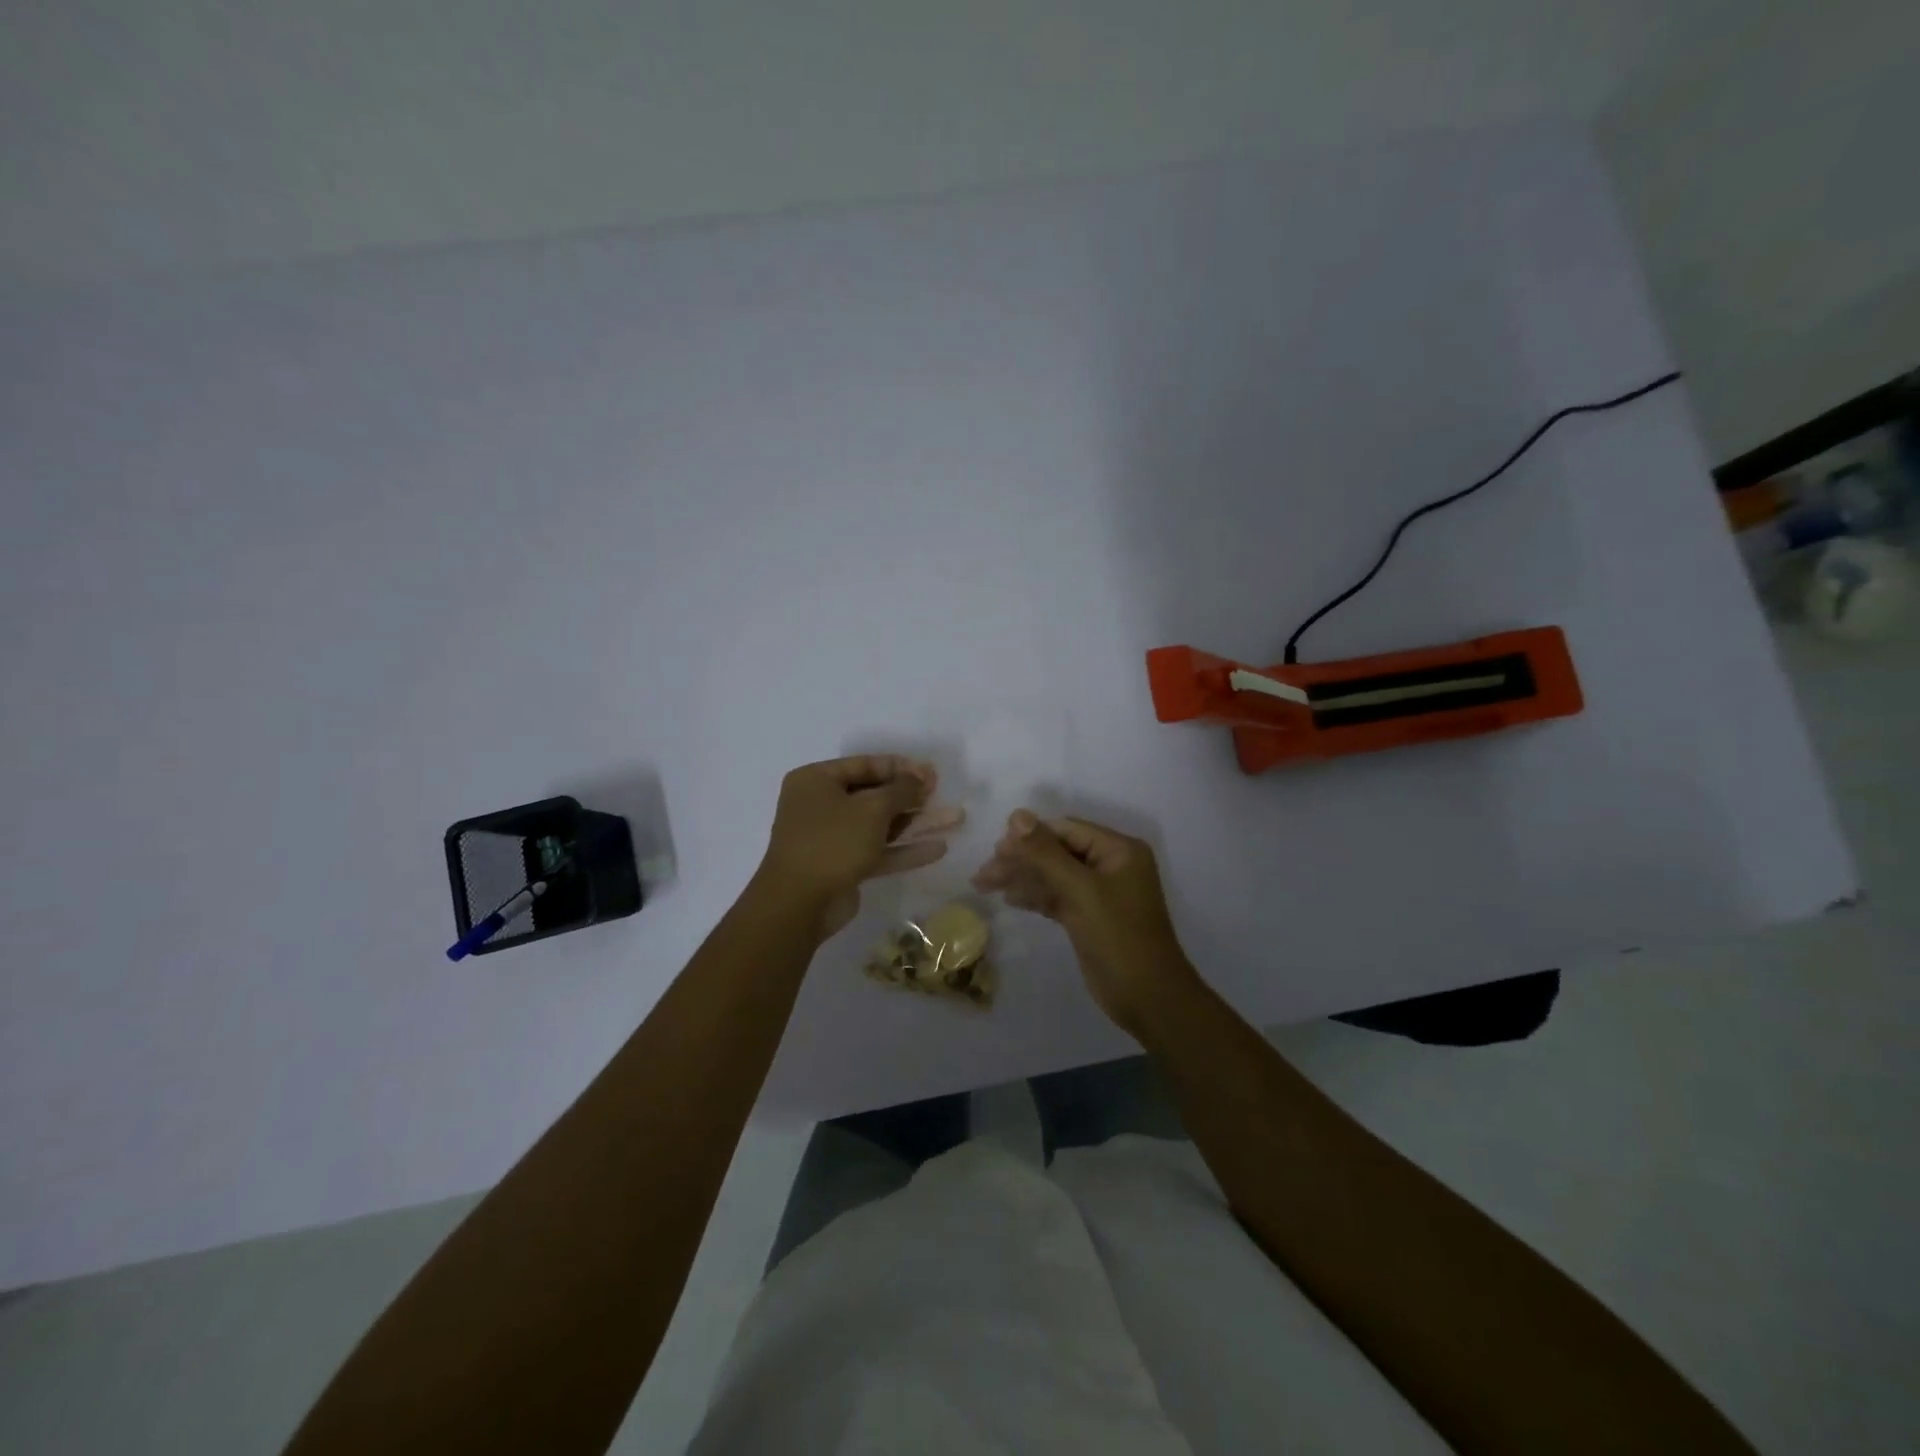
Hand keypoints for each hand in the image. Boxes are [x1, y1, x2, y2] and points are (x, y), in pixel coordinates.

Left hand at [756, 755, 963, 940]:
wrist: (799, 904)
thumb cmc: (832, 842)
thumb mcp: (872, 808)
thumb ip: (901, 790)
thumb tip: (920, 777)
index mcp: (816, 781)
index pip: (864, 765)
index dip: (900, 767)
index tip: (931, 772)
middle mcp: (820, 805)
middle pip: (873, 794)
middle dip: (910, 796)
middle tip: (941, 793)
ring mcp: (831, 838)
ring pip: (879, 825)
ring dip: (914, 823)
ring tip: (953, 819)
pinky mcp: (842, 866)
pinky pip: (877, 850)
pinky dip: (904, 849)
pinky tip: (938, 849)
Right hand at [972, 810, 1197, 1037]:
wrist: (1147, 998)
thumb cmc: (1118, 936)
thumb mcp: (1080, 890)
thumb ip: (1046, 853)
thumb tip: (1016, 815)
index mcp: (1118, 849)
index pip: (1066, 830)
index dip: (1030, 836)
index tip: (995, 848)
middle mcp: (1110, 864)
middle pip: (1057, 851)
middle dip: (1021, 859)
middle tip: (984, 872)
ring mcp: (1100, 892)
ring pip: (1053, 875)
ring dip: (1022, 878)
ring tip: (984, 884)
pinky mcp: (1089, 916)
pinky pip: (1057, 896)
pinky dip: (1035, 896)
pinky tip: (1009, 898)